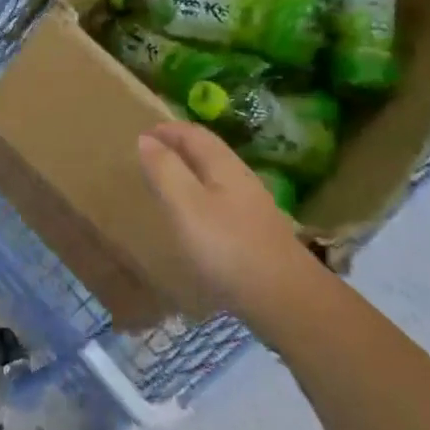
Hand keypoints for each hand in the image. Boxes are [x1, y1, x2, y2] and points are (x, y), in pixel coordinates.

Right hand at [136, 122, 321, 328]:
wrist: (288, 300)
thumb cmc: (230, 248)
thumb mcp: (187, 206)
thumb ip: (165, 170)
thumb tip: (146, 138)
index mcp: (224, 166)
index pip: (193, 133)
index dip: (167, 129)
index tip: (141, 133)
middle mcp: (241, 178)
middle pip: (208, 151)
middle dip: (179, 146)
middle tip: (150, 155)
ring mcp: (253, 206)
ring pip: (216, 176)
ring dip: (190, 171)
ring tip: (167, 183)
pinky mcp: (257, 233)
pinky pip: (222, 200)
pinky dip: (201, 196)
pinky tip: (195, 219)